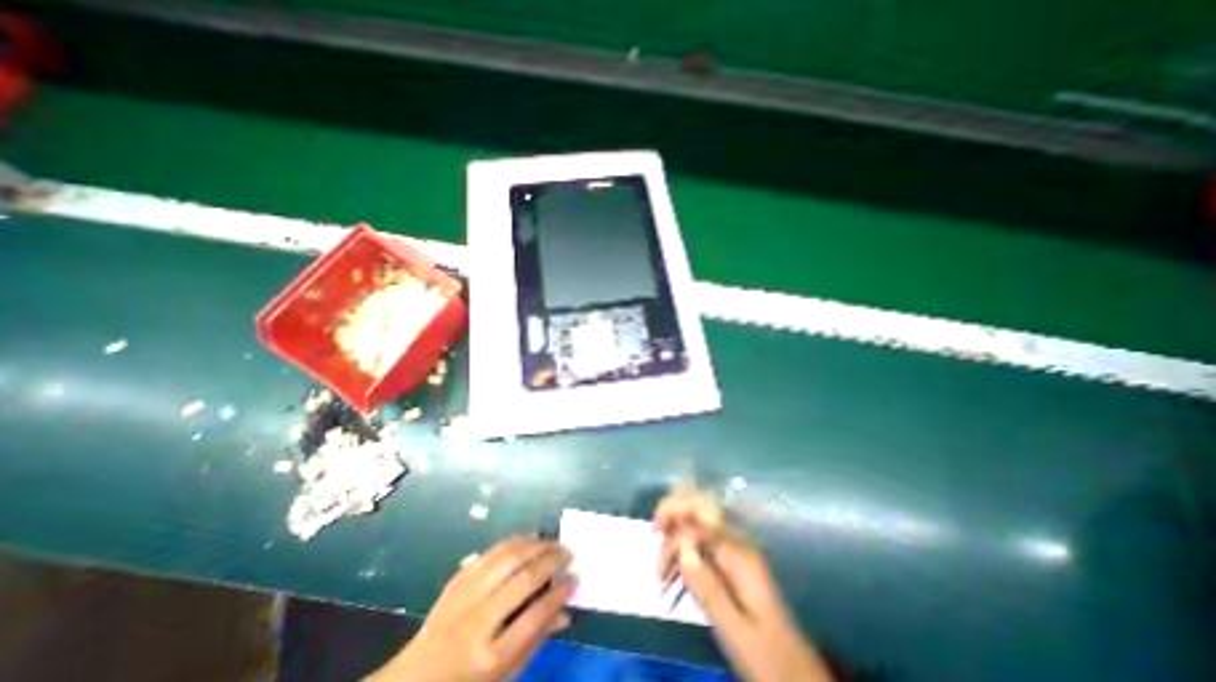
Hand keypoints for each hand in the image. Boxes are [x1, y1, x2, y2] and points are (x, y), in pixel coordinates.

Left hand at [367, 539, 576, 681]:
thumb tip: (566, 611)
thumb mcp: (504, 676)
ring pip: (507, 557)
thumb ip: (536, 640)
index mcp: (490, 657)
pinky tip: (529, 539)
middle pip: (523, 579)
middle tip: (569, 553)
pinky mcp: (457, 579)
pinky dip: (515, 541)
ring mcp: (464, 596)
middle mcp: (477, 622)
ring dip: (535, 545)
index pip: (535, 616)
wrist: (414, 681)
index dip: (559, 593)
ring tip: (553, 542)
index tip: (575, 578)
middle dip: (551, 561)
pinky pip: (491, 551)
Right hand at [655, 491, 837, 680]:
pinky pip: (700, 542)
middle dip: (673, 514)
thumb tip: (681, 545)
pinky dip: (683, 552)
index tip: (655, 530)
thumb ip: (708, 586)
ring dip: (675, 539)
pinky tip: (673, 574)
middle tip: (656, 538)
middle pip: (700, 506)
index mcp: (740, 553)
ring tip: (662, 573)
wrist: (799, 677)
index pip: (704, 511)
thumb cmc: (768, 658)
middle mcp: (737, 542)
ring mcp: (734, 550)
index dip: (676, 510)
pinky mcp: (729, 563)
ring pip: (697, 523)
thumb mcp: (736, 630)